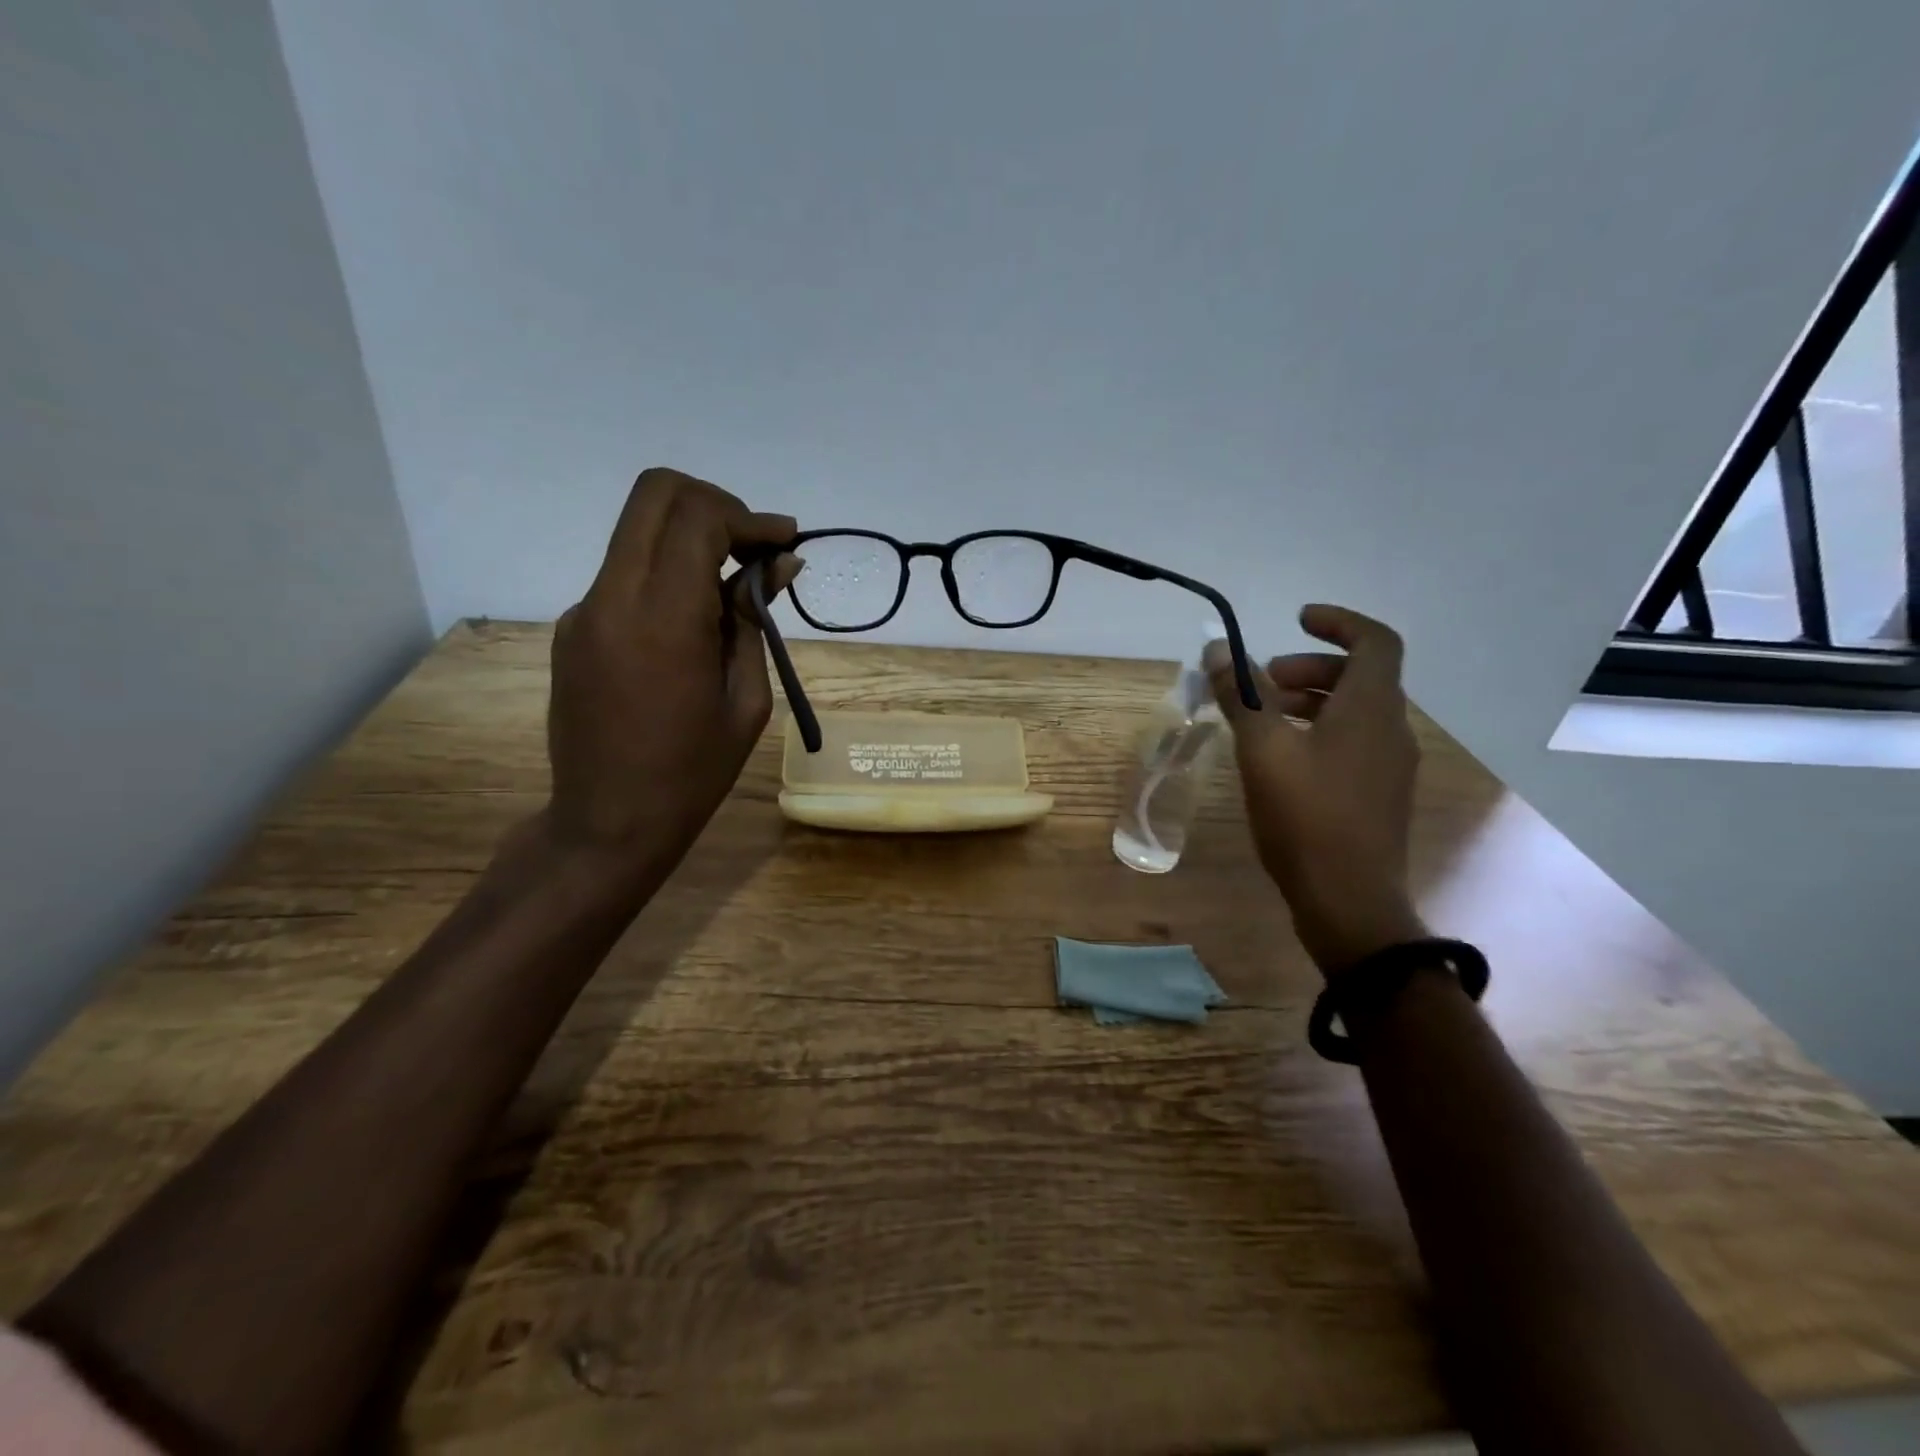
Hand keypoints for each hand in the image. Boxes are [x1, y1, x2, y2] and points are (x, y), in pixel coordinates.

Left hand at [546, 467, 799, 875]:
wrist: (607, 822)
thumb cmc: (692, 773)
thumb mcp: (746, 700)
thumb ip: (755, 620)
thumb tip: (779, 564)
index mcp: (662, 619)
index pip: (696, 517)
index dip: (748, 517)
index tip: (784, 543)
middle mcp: (611, 598)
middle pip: (655, 494)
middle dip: (715, 505)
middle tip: (754, 547)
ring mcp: (583, 610)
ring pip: (637, 530)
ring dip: (690, 537)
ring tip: (732, 590)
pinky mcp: (572, 628)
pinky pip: (625, 573)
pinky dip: (666, 573)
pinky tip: (693, 624)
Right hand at [1207, 604, 1426, 972]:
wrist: (1350, 902)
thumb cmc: (1306, 817)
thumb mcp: (1262, 751)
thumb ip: (1241, 696)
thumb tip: (1216, 650)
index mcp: (1371, 708)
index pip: (1375, 640)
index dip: (1338, 622)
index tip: (1296, 621)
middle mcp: (1392, 729)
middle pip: (1360, 676)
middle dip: (1308, 669)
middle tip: (1263, 684)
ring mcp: (1391, 766)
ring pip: (1355, 712)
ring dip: (1310, 702)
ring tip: (1262, 722)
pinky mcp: (1381, 796)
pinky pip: (1354, 743)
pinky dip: (1319, 733)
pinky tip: (1281, 762)